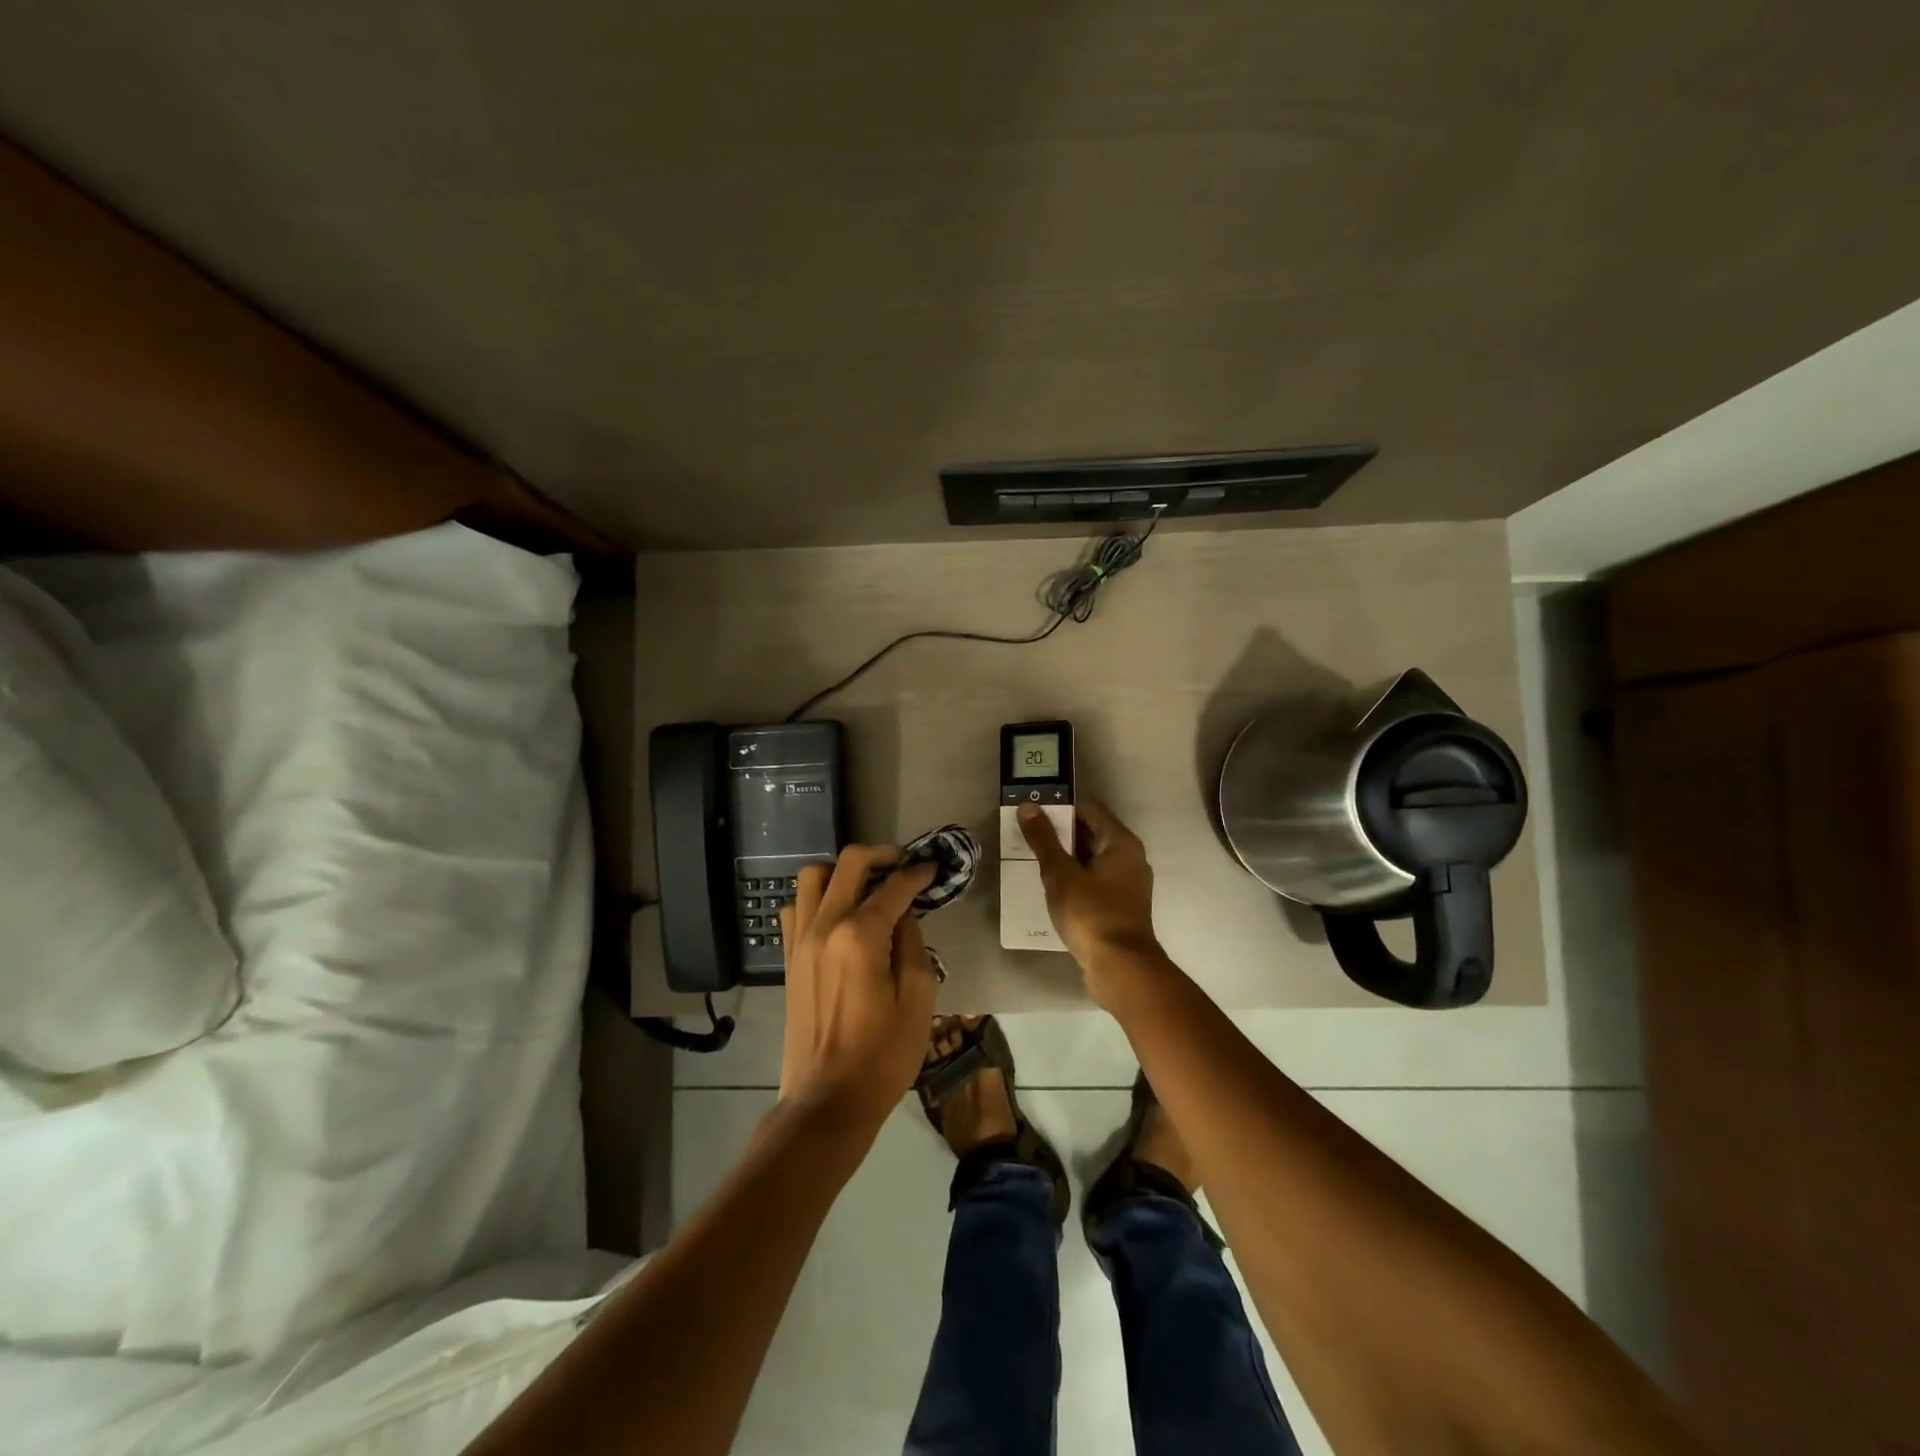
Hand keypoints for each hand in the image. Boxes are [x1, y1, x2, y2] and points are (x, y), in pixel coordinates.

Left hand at [777, 846, 939, 1138]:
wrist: (827, 1101)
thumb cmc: (882, 1056)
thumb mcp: (918, 999)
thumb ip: (914, 945)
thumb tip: (905, 916)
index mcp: (860, 935)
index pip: (894, 887)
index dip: (918, 874)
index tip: (934, 869)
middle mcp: (825, 926)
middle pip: (849, 864)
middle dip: (881, 855)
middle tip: (904, 864)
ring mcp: (800, 940)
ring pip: (813, 876)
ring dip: (842, 871)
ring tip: (867, 885)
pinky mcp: (788, 958)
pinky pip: (795, 908)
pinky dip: (816, 898)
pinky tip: (837, 915)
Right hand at [1017, 798, 1160, 993]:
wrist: (1120, 969)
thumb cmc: (1091, 914)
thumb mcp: (1061, 874)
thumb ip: (1043, 840)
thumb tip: (1028, 806)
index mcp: (1121, 843)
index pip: (1089, 808)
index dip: (1061, 806)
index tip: (1033, 811)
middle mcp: (1130, 858)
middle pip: (1091, 833)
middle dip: (1060, 833)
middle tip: (1027, 835)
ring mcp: (1127, 885)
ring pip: (1091, 860)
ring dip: (1065, 858)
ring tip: (1032, 860)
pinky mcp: (1119, 907)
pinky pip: (1093, 882)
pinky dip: (1074, 879)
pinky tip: (1051, 888)